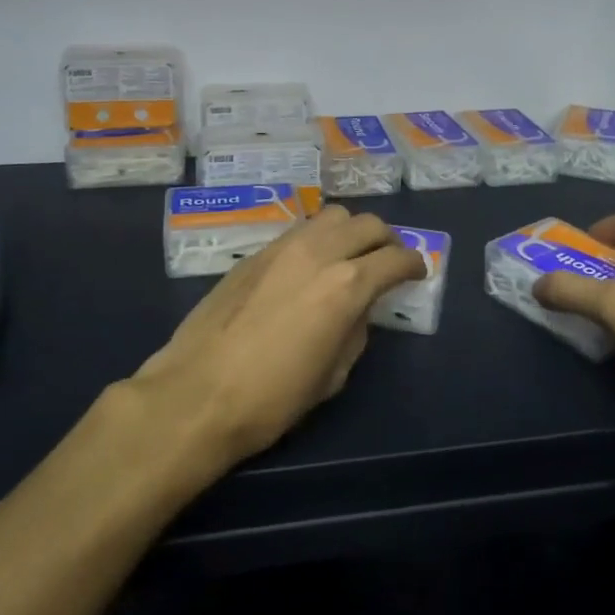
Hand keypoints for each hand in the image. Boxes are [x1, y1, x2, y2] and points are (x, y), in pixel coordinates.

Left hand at [128, 204, 425, 467]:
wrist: (197, 393)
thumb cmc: (272, 398)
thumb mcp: (333, 375)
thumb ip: (355, 331)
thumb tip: (359, 309)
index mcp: (347, 285)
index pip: (396, 259)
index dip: (414, 264)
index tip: (417, 273)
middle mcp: (319, 252)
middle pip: (367, 224)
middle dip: (386, 241)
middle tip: (387, 262)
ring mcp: (283, 246)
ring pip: (332, 216)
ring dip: (350, 231)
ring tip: (349, 256)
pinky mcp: (255, 252)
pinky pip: (299, 230)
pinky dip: (318, 238)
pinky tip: (310, 264)